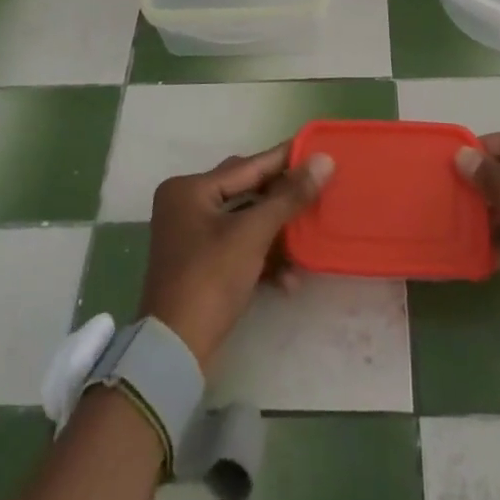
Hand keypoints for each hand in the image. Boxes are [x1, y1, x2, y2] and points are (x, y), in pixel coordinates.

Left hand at [139, 144, 334, 370]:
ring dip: (277, 236)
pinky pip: (239, 248)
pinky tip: (290, 279)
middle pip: (247, 192)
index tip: (316, 148)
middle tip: (319, 190)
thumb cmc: (210, 279)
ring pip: (246, 223)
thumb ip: (288, 197)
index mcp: (190, 189)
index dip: (284, 158)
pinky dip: (263, 259)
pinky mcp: (202, 266)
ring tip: (310, 238)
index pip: (247, 165)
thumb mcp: (252, 234)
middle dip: (283, 200)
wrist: (175, 352)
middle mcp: (187, 205)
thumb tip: (324, 161)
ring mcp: (193, 237)